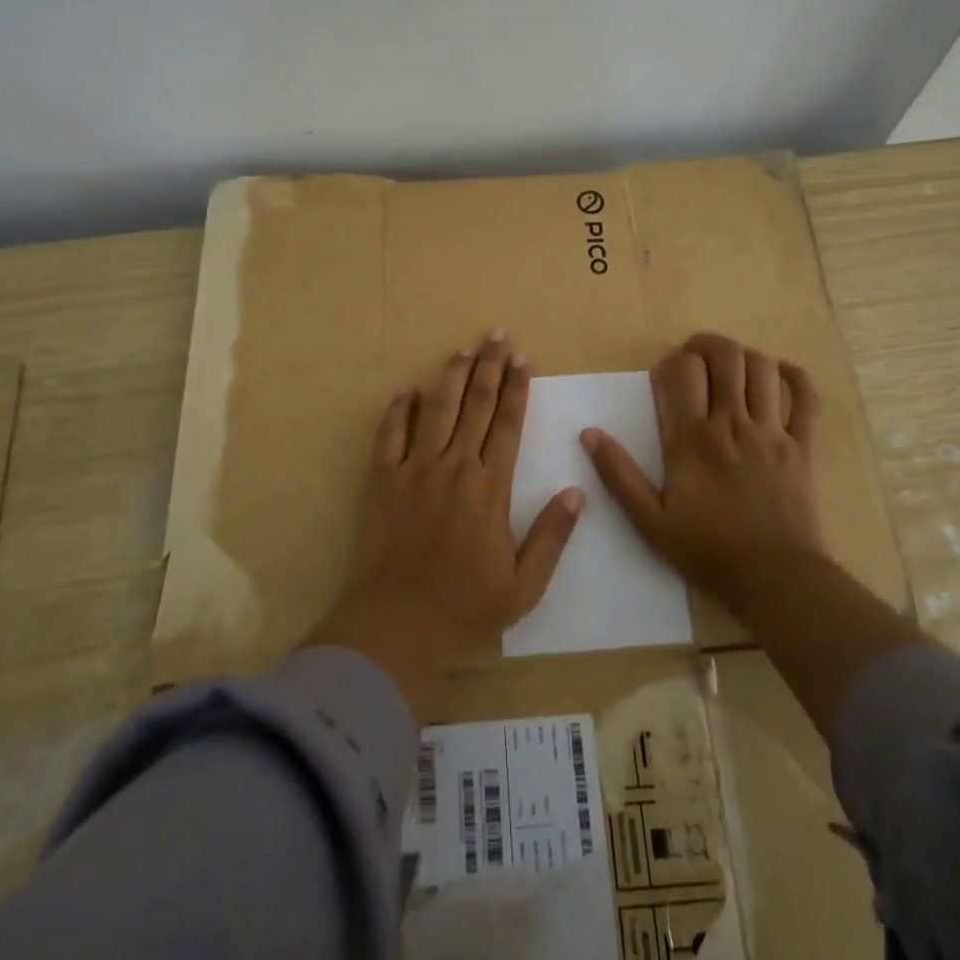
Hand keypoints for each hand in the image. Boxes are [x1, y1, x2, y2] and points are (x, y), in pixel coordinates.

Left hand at [310, 331, 583, 720]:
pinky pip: (390, 436)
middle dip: (489, 367)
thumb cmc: (465, 607)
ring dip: (451, 377)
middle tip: (497, 335)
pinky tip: (406, 391)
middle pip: (476, 405)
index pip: (509, 424)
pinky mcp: (383, 481)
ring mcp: (415, 470)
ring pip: (436, 410)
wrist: (397, 625)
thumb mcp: (523, 585)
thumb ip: (551, 536)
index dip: (518, 388)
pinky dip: (398, 411)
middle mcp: (454, 467)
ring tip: (464, 349)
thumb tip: (577, 492)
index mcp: (490, 488)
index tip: (524, 358)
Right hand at [581, 333, 823, 615]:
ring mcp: (772, 432)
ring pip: (764, 368)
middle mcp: (733, 423)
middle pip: (726, 357)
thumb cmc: (708, 550)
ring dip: (746, 356)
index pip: (684, 371)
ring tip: (733, 367)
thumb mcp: (649, 521)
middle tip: (697, 357)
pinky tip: (782, 374)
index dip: (673, 361)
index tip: (667, 375)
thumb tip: (589, 433)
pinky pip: (808, 399)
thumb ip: (618, 474)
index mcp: (692, 439)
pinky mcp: (804, 447)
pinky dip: (797, 378)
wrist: (775, 579)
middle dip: (708, 345)